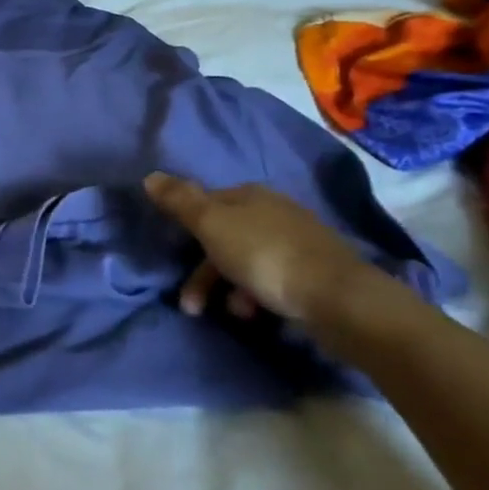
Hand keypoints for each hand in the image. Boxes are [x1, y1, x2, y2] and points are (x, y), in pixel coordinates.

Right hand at [142, 173, 383, 335]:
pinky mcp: (314, 272)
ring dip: (229, 287)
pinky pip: (271, 279)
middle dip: (204, 272)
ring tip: (232, 313)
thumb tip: (150, 176)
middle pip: (225, 237)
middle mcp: (273, 211)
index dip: (187, 229)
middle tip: (192, 305)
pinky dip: (257, 295)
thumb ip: (180, 201)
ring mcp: (297, 241)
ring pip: (247, 261)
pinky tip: (257, 313)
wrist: (338, 298)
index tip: (175, 258)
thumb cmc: (265, 256)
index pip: (206, 204)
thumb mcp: (212, 225)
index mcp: (249, 195)